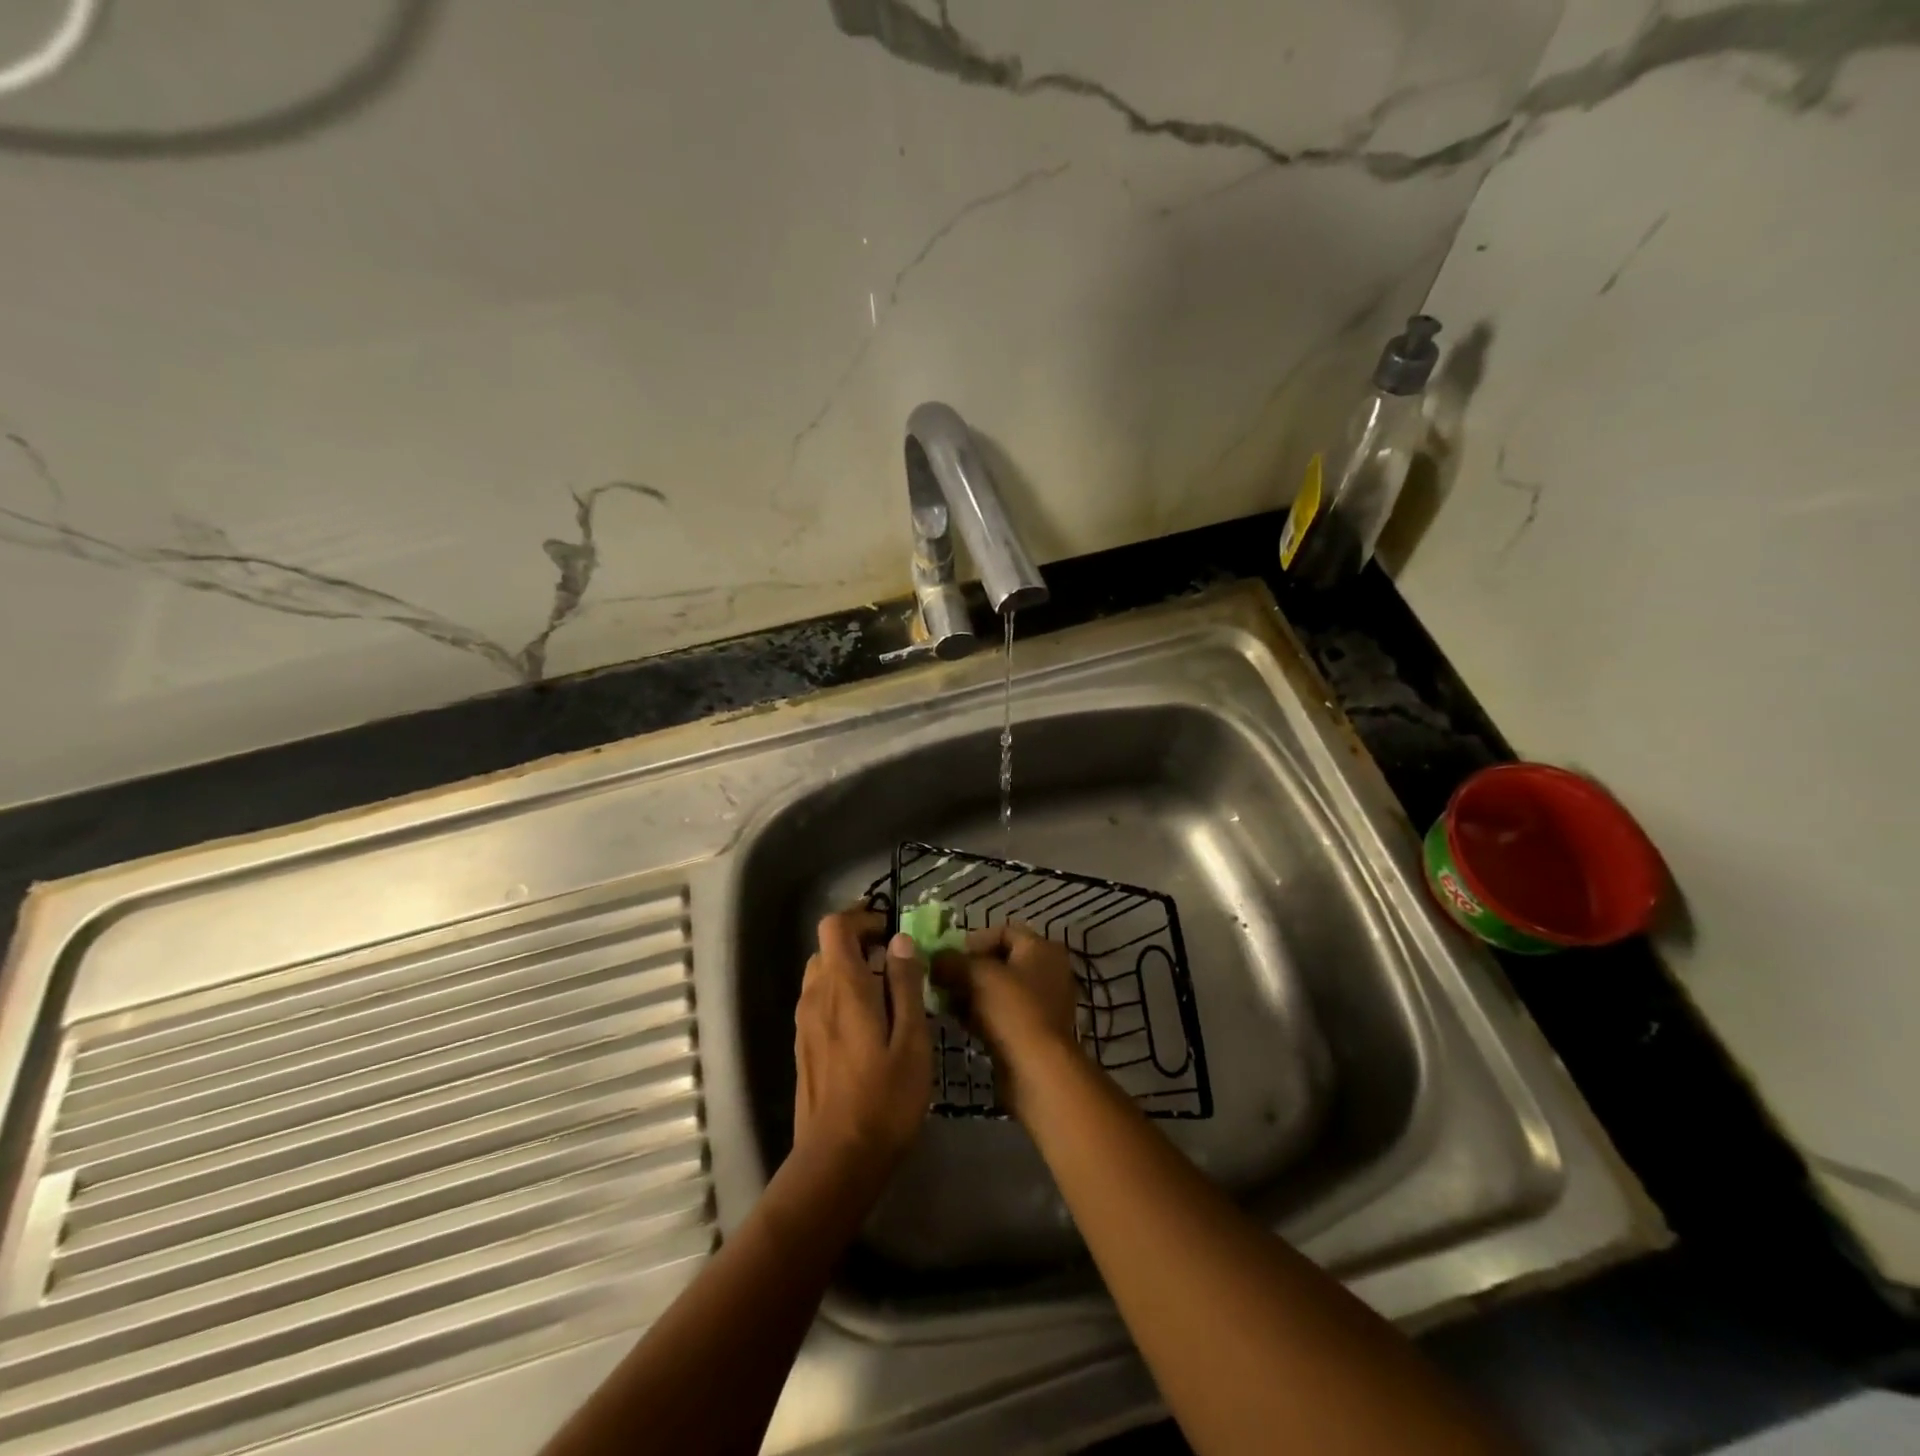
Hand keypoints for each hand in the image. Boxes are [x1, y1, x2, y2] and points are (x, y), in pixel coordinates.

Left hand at [791, 910, 929, 1188]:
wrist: (838, 1161)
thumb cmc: (885, 1099)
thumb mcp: (912, 1039)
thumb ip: (906, 985)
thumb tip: (901, 940)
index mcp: (842, 987)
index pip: (835, 926)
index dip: (861, 917)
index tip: (891, 928)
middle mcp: (816, 996)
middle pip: (828, 949)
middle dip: (860, 943)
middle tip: (897, 961)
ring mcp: (804, 1023)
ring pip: (822, 975)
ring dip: (851, 970)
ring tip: (888, 993)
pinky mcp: (803, 1047)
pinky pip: (820, 1002)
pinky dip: (842, 995)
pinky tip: (870, 1025)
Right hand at [931, 924, 1079, 1115]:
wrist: (1037, 1070)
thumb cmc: (1012, 1010)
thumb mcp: (975, 975)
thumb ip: (951, 961)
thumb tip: (933, 958)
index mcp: (1042, 948)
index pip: (1003, 931)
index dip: (973, 940)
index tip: (949, 956)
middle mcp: (1048, 971)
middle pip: (1000, 961)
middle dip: (968, 969)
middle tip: (942, 979)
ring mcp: (1043, 1004)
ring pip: (999, 990)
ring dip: (971, 993)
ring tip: (945, 1001)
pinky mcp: (1034, 1032)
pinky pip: (1003, 1014)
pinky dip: (981, 1014)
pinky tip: (959, 1022)